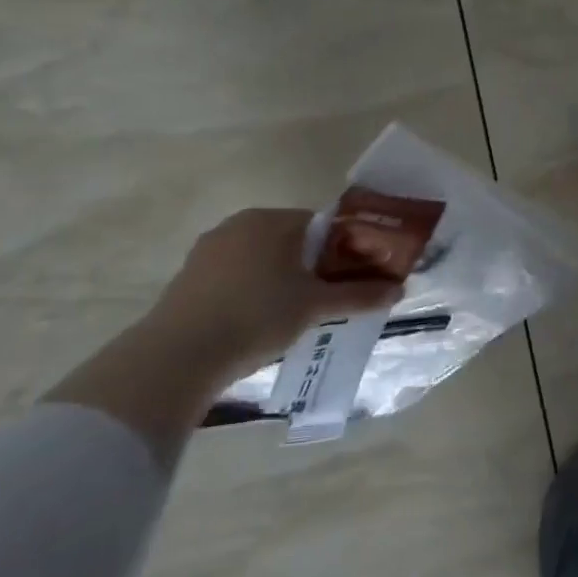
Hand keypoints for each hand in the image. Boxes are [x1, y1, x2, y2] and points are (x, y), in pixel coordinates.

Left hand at [147, 208, 399, 373]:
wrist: (178, 356)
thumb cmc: (257, 316)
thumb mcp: (316, 306)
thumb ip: (359, 295)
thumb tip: (399, 290)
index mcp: (272, 220)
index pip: (323, 225)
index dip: (345, 250)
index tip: (356, 277)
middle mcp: (238, 224)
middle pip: (293, 241)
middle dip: (315, 266)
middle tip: (332, 298)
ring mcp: (209, 249)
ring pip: (263, 259)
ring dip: (285, 279)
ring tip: (299, 313)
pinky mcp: (189, 277)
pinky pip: (237, 275)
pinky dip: (256, 290)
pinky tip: (261, 320)